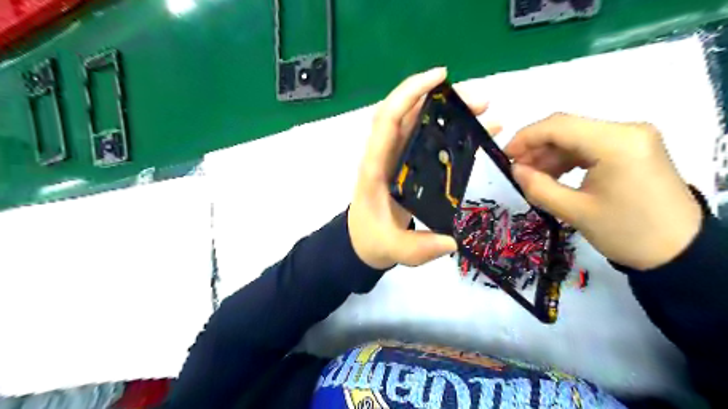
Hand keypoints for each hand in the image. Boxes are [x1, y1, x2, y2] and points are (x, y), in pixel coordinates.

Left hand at [348, 68, 501, 269]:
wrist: (363, 242)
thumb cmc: (371, 240)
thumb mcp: (392, 248)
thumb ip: (418, 248)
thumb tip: (452, 241)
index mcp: (375, 168)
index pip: (387, 120)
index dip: (409, 93)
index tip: (439, 77)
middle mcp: (385, 155)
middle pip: (409, 115)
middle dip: (442, 99)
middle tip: (480, 101)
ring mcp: (397, 158)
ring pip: (420, 123)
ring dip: (450, 111)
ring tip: (485, 110)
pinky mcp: (408, 164)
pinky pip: (428, 139)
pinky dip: (451, 130)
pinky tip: (476, 132)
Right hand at [505, 113, 701, 269]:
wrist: (679, 252)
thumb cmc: (626, 232)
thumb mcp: (574, 212)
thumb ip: (538, 187)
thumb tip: (514, 169)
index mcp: (616, 143)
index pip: (558, 126)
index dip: (525, 138)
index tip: (505, 156)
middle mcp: (627, 131)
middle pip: (567, 128)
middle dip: (536, 147)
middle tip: (516, 170)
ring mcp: (632, 138)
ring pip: (576, 136)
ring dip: (550, 154)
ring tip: (532, 176)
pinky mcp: (633, 149)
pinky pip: (590, 145)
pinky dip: (567, 158)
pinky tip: (553, 175)